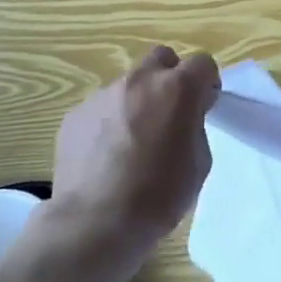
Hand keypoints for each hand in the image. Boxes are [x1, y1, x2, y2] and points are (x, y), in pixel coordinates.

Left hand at [29, 46, 220, 281]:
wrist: (96, 223)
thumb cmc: (160, 194)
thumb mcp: (199, 160)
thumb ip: (194, 125)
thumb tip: (181, 117)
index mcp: (177, 88)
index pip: (202, 62)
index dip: (205, 83)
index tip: (203, 106)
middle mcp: (140, 81)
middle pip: (161, 58)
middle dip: (169, 78)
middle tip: (168, 113)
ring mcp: (103, 95)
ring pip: (128, 85)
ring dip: (136, 102)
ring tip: (130, 143)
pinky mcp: (75, 115)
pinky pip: (100, 108)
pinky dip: (108, 123)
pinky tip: (105, 156)